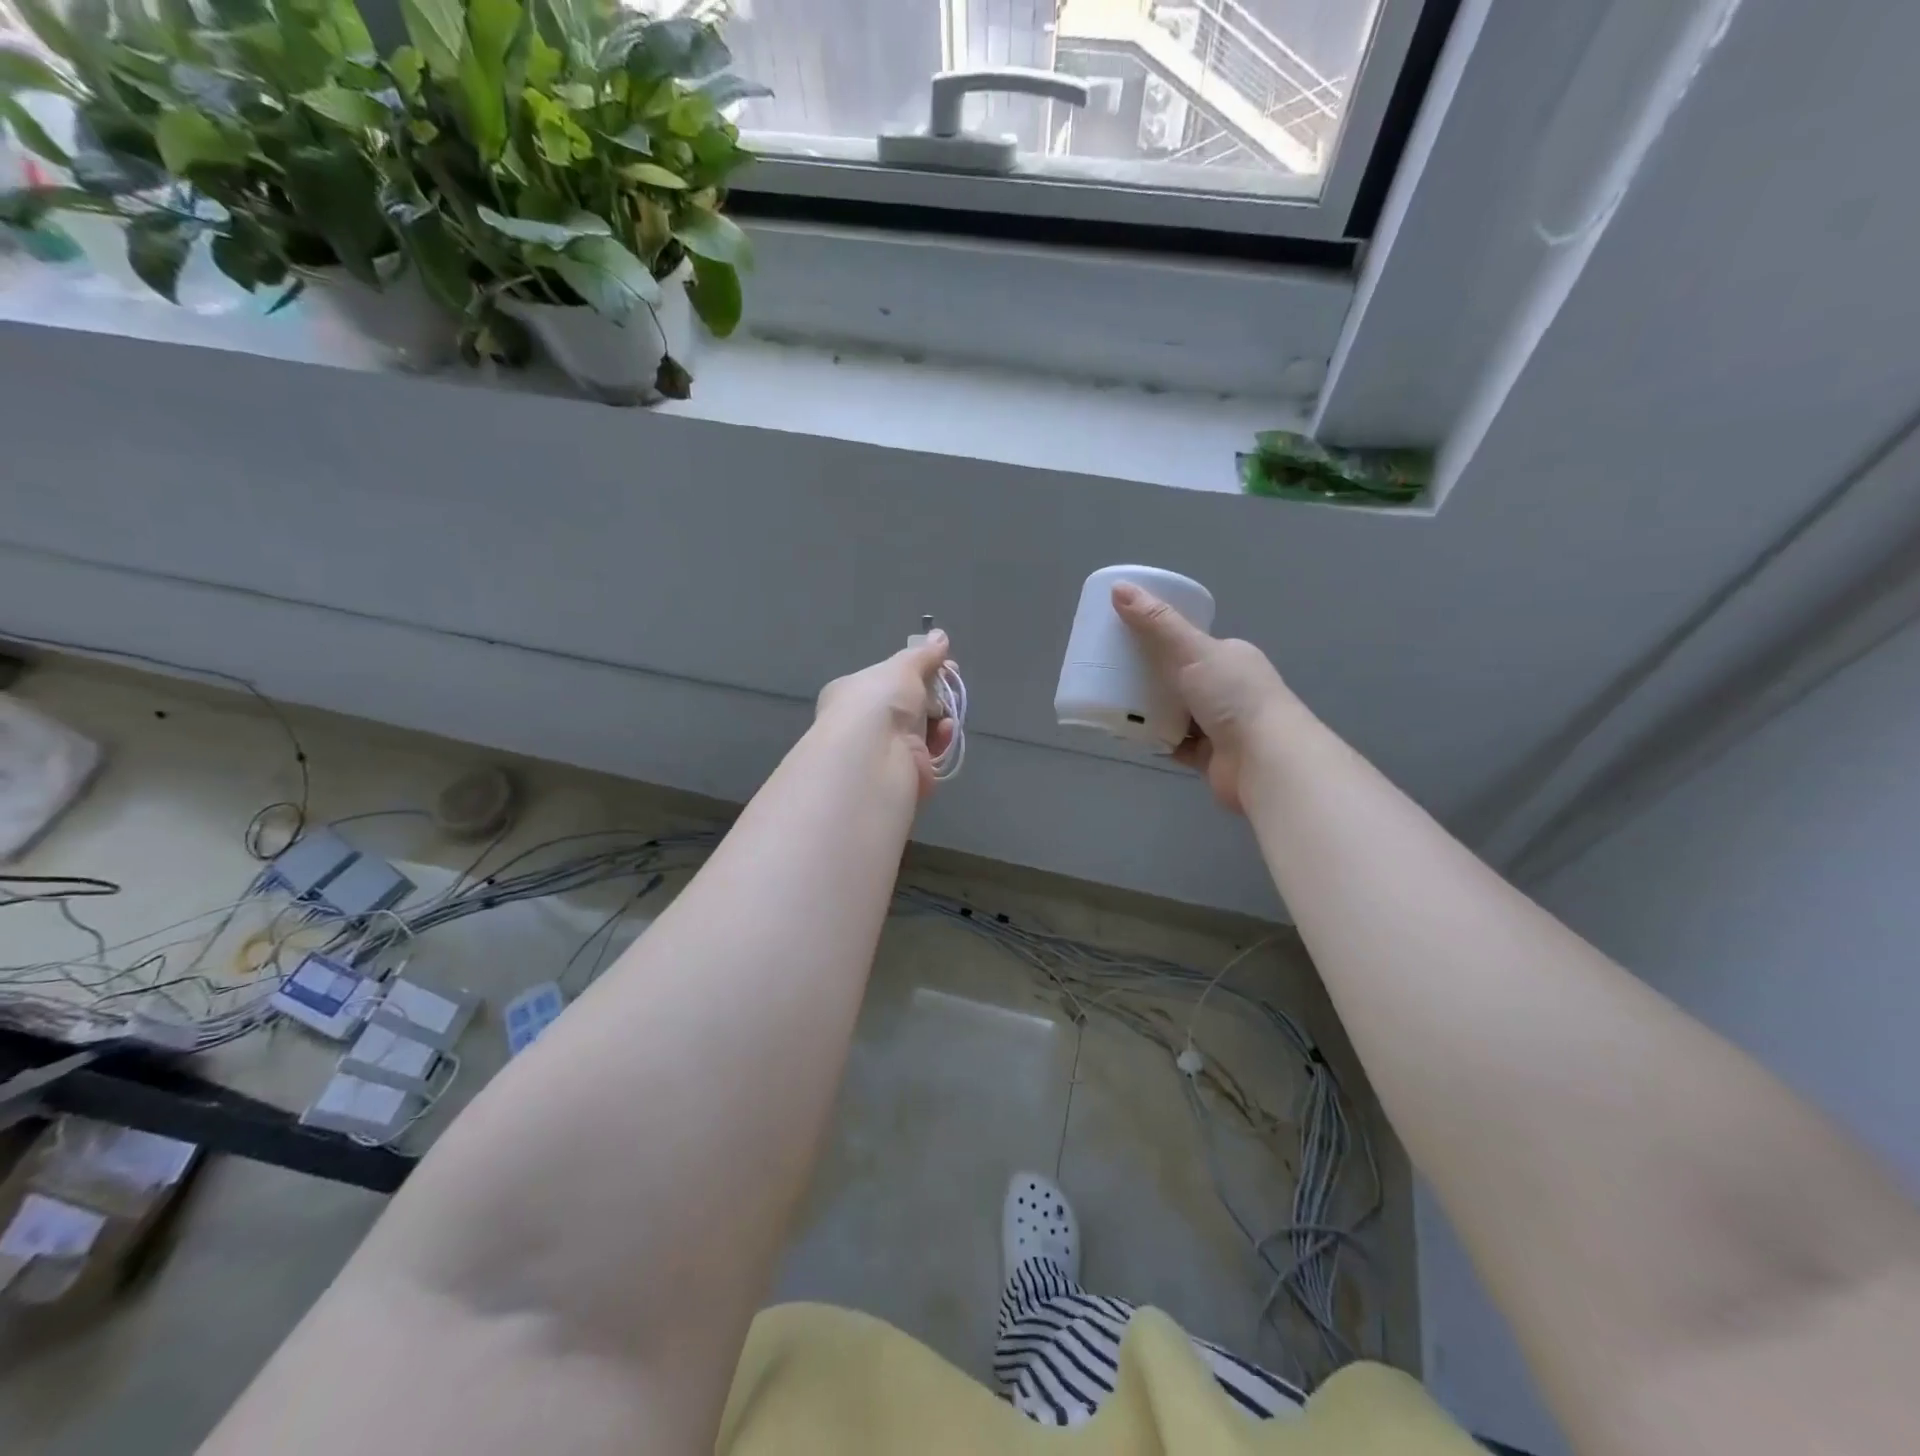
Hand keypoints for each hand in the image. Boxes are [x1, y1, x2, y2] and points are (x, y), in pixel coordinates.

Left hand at [814, 631, 957, 798]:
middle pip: (908, 704)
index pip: (887, 680)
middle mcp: (864, 722)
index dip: (916, 671)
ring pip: (922, 728)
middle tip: (952, 684)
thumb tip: (940, 636)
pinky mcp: (904, 772)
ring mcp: (884, 750)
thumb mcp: (903, 667)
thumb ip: (924, 654)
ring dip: (940, 717)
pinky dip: (941, 740)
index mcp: (853, 693)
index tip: (942, 663)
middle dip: (934, 694)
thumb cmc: (880, 701)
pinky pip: (930, 752)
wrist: (875, 754)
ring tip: (948, 712)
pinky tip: (945, 731)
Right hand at [1112, 583, 1295, 812]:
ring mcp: (1221, 725)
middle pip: (1182, 678)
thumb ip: (1156, 623)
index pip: (1194, 643)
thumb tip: (1118, 587)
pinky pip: (1175, 743)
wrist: (1263, 761)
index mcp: (1231, 658)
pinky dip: (1155, 739)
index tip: (1128, 638)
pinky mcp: (1210, 756)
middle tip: (1113, 672)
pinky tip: (1130, 734)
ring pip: (1177, 712)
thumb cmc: (1233, 697)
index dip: (1163, 638)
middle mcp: (1229, 689)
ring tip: (1114, 702)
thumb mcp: (1192, 650)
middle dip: (1151, 677)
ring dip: (1151, 710)